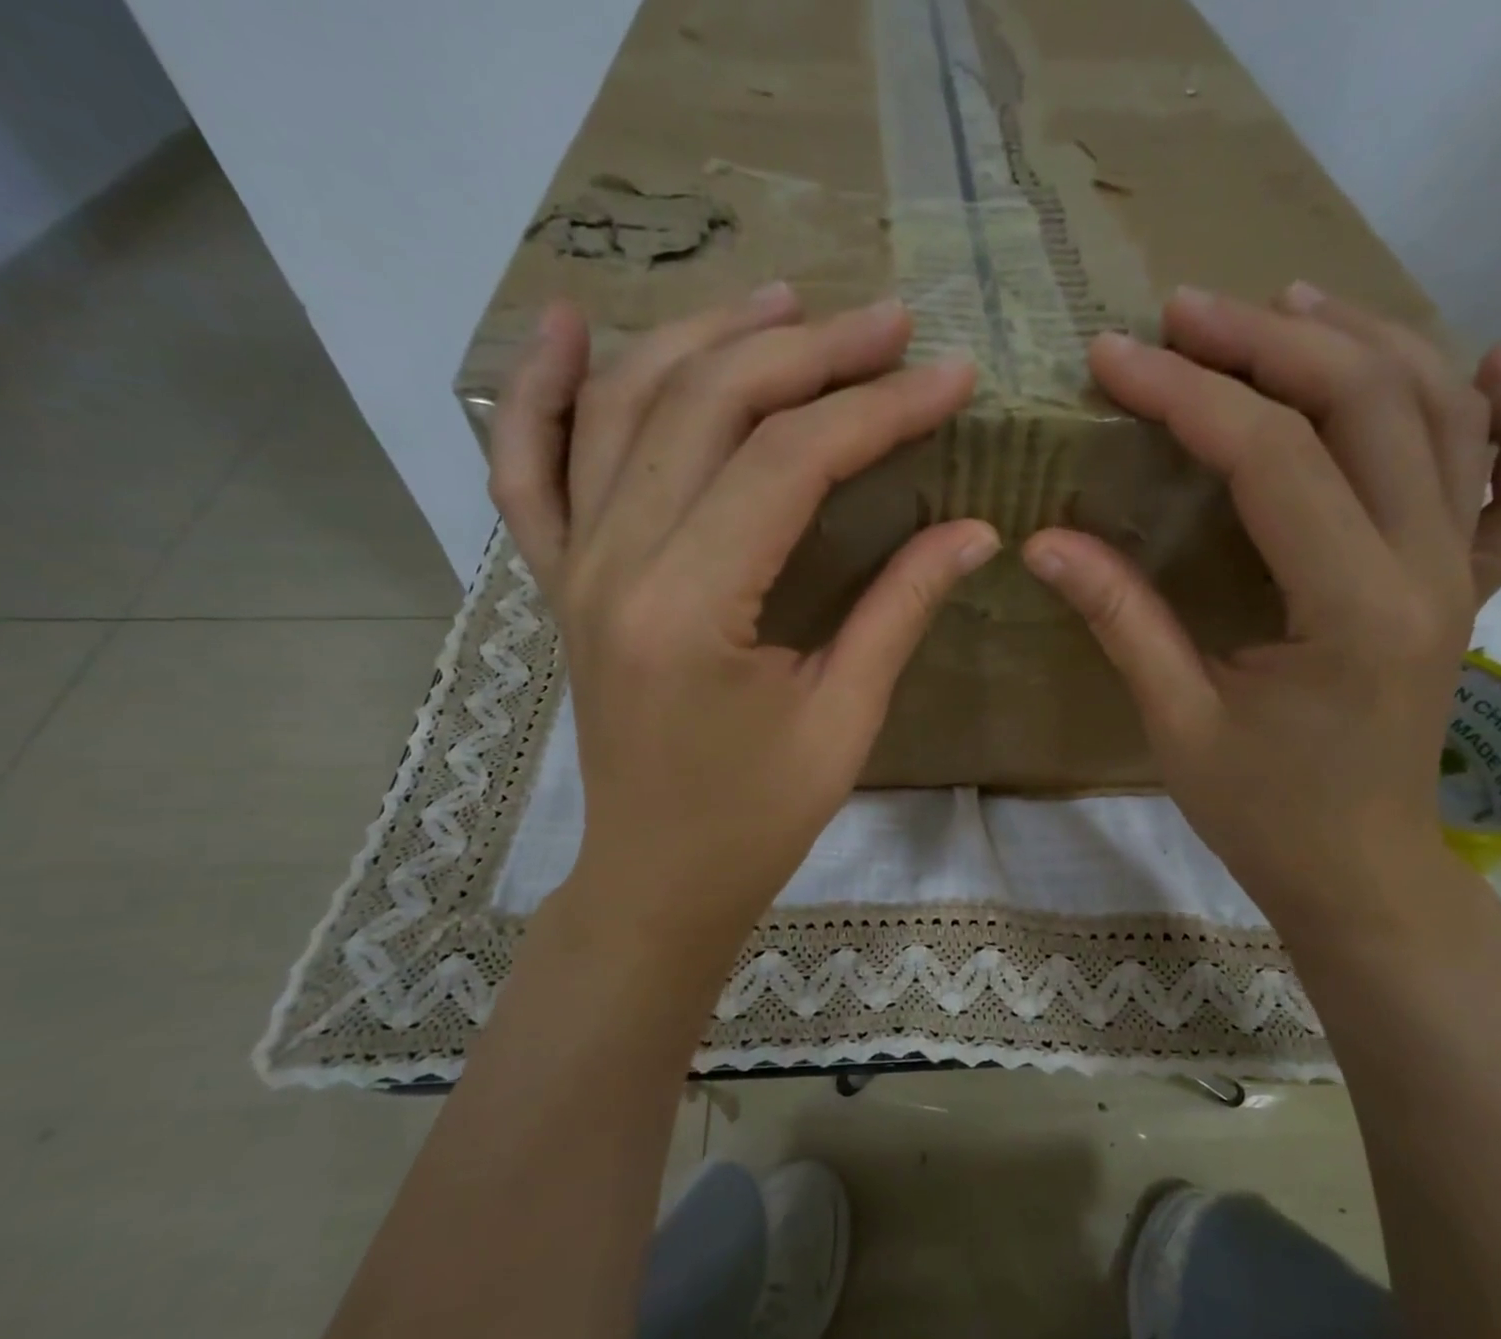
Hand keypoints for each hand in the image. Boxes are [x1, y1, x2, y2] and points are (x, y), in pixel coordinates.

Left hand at [489, 287, 996, 959]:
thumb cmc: (755, 819)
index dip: (878, 408)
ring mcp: (575, 564)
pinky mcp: (562, 580)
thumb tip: (973, 530)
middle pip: (708, 406)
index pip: (790, 461)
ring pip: (625, 407)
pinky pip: (527, 468)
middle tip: (889, 324)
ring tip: (785, 300)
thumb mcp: (844, 720)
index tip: (950, 377)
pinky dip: (537, 391)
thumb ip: (900, 609)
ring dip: (706, 337)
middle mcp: (615, 563)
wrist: (656, 877)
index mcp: (690, 607)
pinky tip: (564, 326)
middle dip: (809, 352)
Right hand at [1023, 284, 1500, 932]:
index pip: (1273, 459)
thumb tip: (1043, 541)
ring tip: (1283, 305)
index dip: (1187, 394)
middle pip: (1367, 402)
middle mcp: (1428, 568)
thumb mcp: (1178, 724)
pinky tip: (1492, 361)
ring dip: (1363, 341)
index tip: (1114, 358)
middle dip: (1267, 340)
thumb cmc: (1266, 816)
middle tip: (1183, 314)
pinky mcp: (1470, 588)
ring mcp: (1464, 572)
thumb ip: (1121, 619)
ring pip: (1441, 414)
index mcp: (1352, 608)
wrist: (1363, 875)